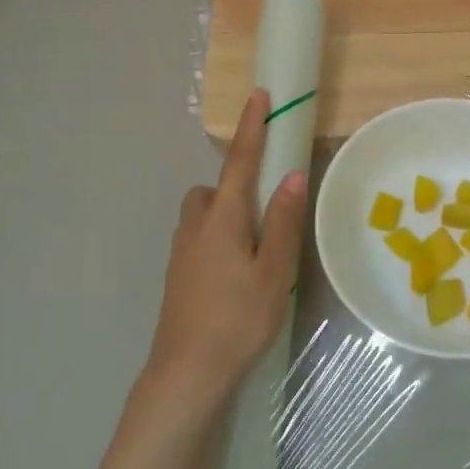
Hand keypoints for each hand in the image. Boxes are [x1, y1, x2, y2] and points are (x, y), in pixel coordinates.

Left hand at [143, 90, 307, 407]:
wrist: (186, 374)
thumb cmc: (237, 319)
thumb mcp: (273, 271)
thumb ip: (282, 221)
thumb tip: (292, 175)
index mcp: (222, 218)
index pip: (239, 161)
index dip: (251, 127)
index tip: (258, 95)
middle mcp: (196, 226)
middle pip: (213, 189)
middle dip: (235, 185)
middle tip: (266, 213)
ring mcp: (181, 252)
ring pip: (203, 215)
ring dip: (225, 214)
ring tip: (254, 248)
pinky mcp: (177, 276)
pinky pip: (199, 239)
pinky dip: (217, 239)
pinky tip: (235, 274)